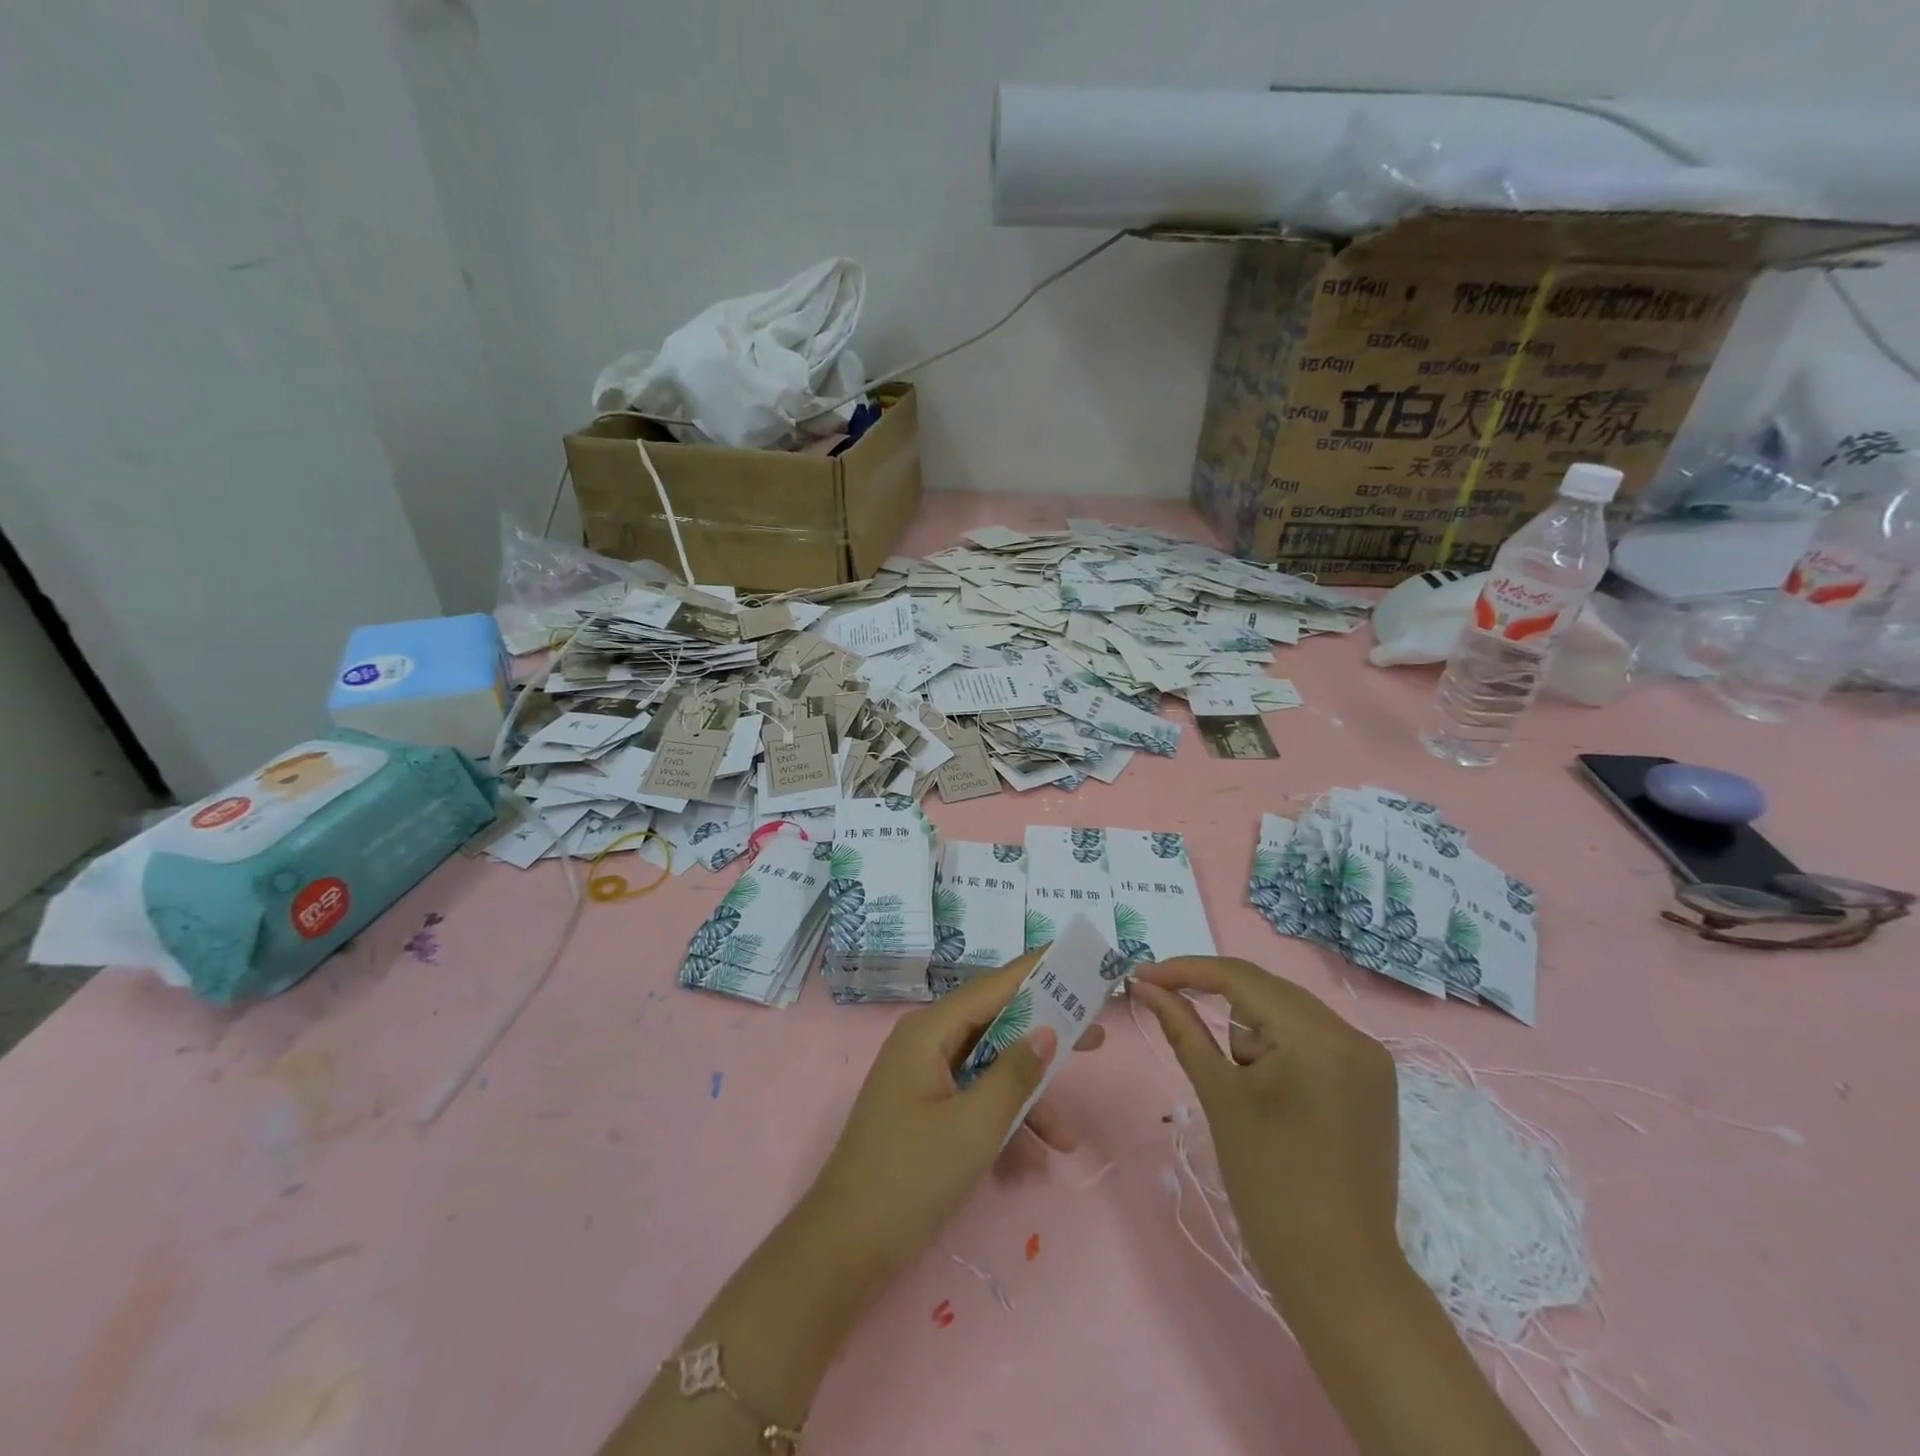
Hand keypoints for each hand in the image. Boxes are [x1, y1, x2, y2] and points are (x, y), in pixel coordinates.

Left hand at [802, 951, 1103, 1284]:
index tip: (1077, 959)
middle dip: (1044, 1037)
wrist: (845, 1247)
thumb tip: (1047, 1031)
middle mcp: (926, 1043)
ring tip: (1068, 1138)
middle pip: (995, 1025)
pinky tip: (1033, 1161)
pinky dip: (1003, 1122)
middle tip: (1096, 1038)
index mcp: (929, 1031)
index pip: (993, 986)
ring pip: (989, 1069)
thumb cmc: (910, 1177)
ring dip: (1028, 1099)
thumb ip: (1014, 1075)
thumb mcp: (974, 1127)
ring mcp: (924, 1077)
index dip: (1037, 971)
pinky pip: (974, 1099)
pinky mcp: (926, 1110)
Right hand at [1130, 956, 1400, 1314]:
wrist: (1338, 1273)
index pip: (1240, 978)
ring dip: (1251, 1034)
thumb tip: (1145, 985)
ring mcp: (1370, 1059)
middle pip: (1266, 991)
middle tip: (1170, 1010)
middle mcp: (1354, 1035)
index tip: (1143, 974)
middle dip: (1217, 1002)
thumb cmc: (1268, 1183)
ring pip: (1287, 1014)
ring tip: (1244, 1090)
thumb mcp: (1219, 1095)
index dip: (1186, 971)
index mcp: (1318, 1036)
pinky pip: (1311, 1039)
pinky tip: (1270, 1092)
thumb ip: (1182, 1027)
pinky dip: (1279, 1049)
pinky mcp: (1373, 1081)